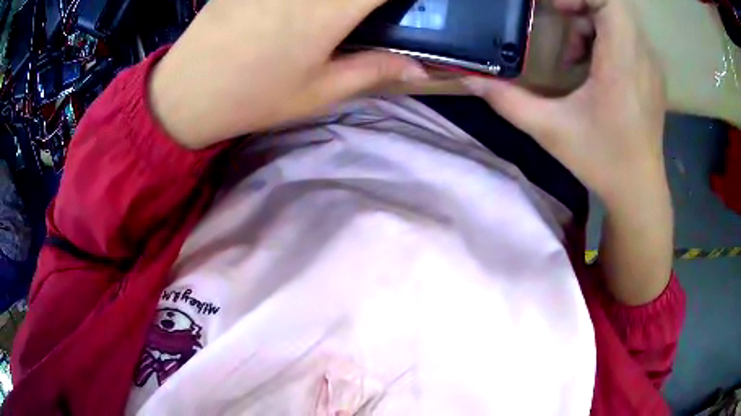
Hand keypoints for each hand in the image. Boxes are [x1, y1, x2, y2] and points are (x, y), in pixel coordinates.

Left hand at [149, 0, 427, 148]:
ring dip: (342, 0)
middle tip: (367, 15)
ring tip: (334, 15)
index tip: (407, 7)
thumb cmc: (254, 96)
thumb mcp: (319, 92)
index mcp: (333, 7)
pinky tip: (303, 9)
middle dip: (369, 1)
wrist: (187, 91)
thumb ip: (374, 70)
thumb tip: (421, 69)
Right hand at [464, 0, 666, 204]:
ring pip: (619, 18)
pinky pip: (626, 36)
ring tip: (573, 55)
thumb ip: (506, 100)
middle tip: (557, 17)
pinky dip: (603, 38)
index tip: (554, 6)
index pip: (610, 1)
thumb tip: (469, 79)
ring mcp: (649, 64)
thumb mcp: (549, 130)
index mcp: (621, 62)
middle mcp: (641, 56)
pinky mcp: (651, 73)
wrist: (640, 191)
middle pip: (613, 4)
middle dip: (580, 3)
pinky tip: (591, 68)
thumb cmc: (602, 161)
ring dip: (589, 23)